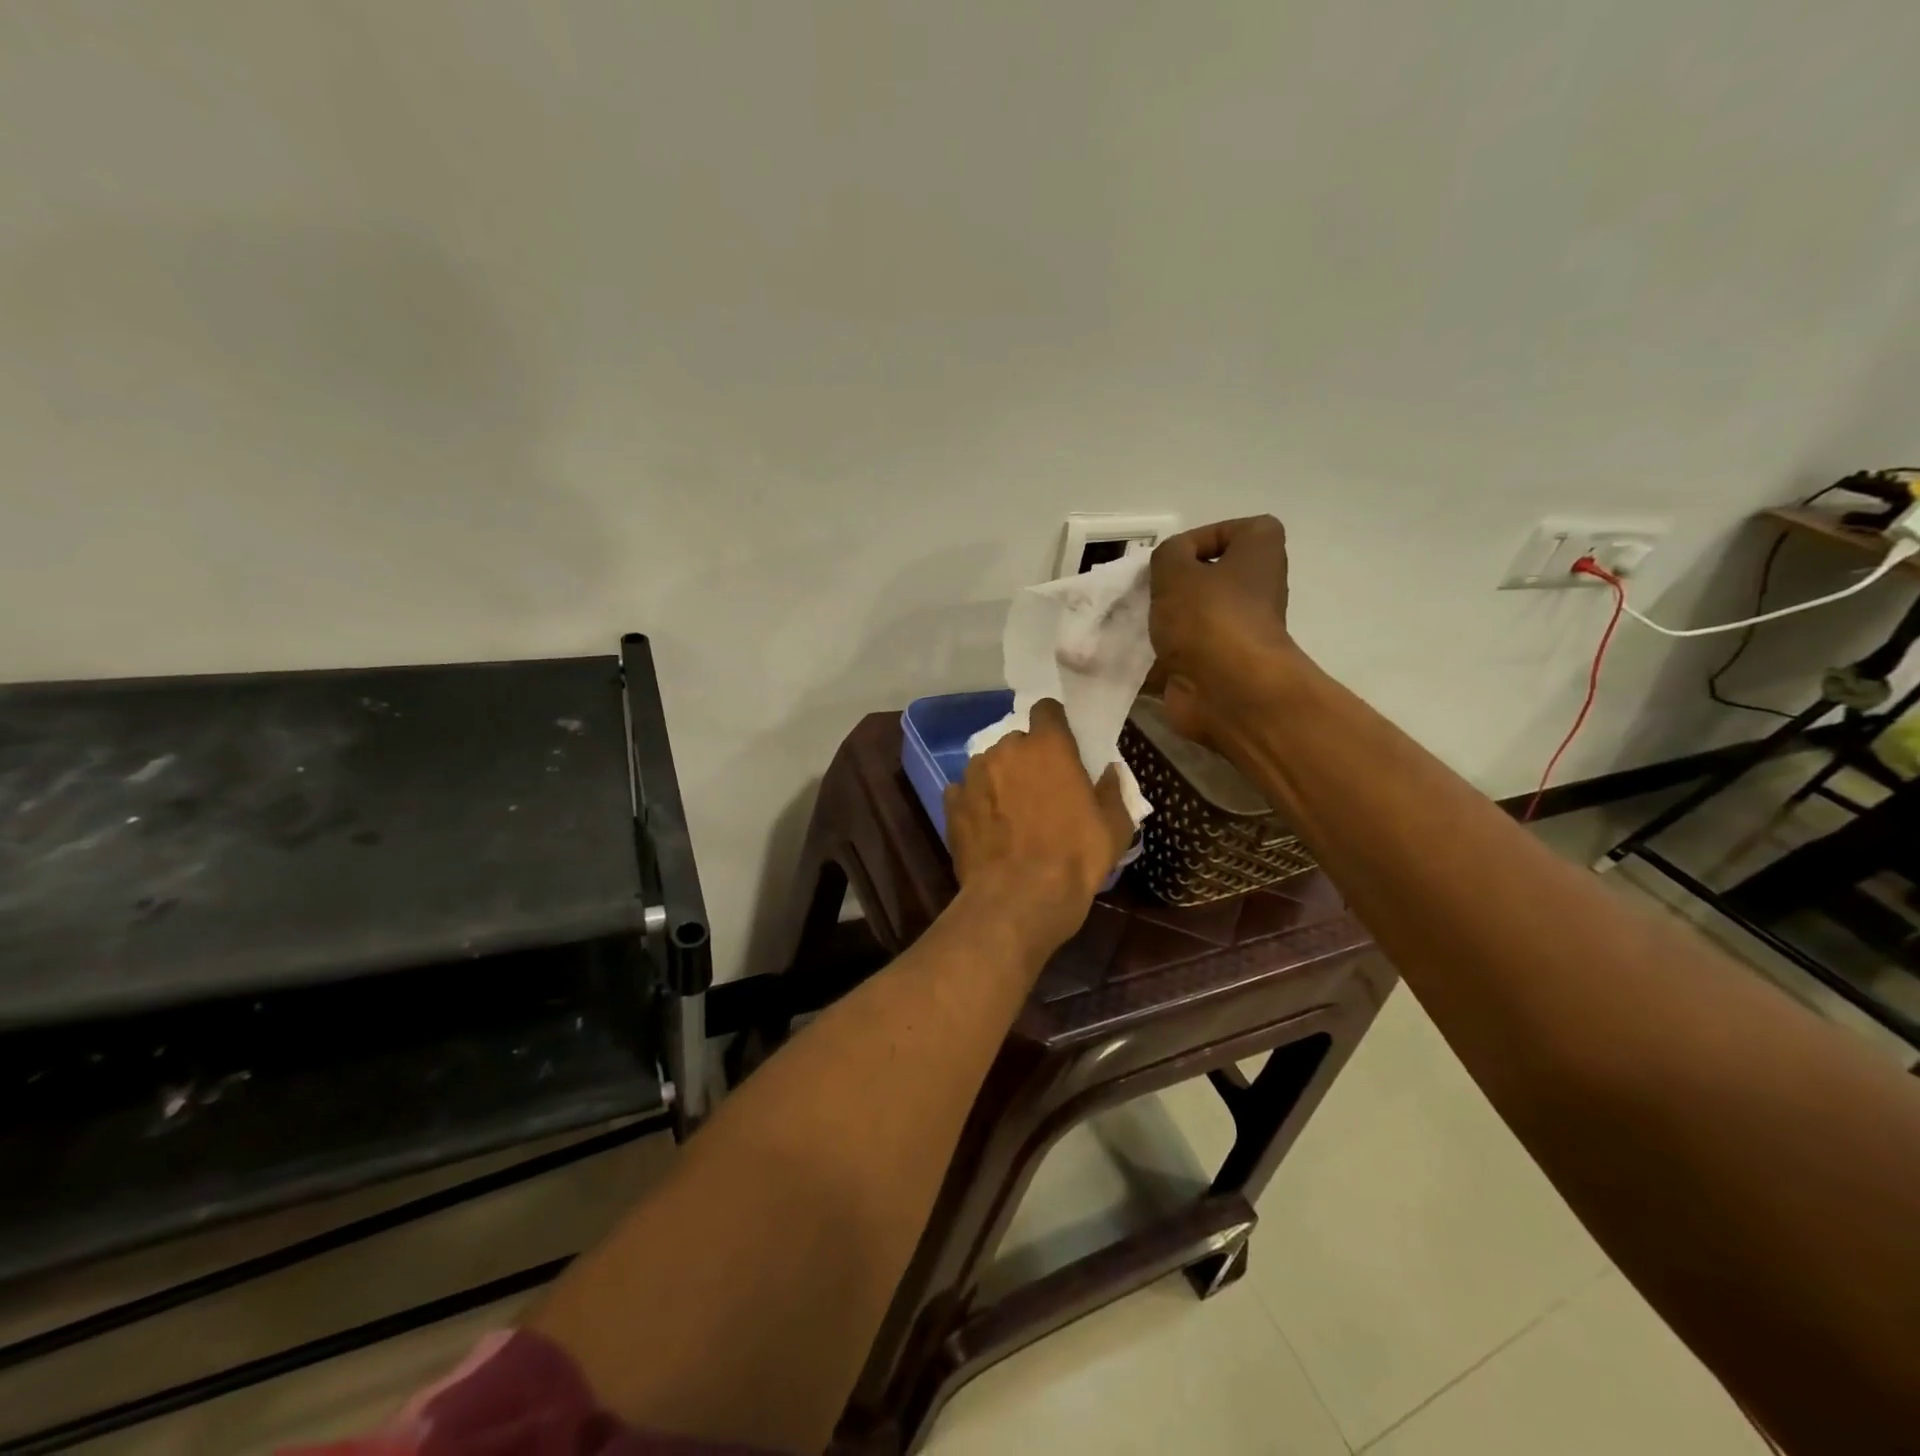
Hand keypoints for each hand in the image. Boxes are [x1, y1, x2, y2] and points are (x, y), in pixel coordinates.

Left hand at [944, 699, 1134, 953]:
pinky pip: (965, 791)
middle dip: (1027, 758)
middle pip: (1016, 741)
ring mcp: (973, 775)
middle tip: (1039, 788)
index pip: (1047, 710)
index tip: (1061, 744)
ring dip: (999, 779)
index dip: (1054, 724)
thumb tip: (1108, 771)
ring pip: (988, 765)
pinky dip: (975, 802)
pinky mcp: (951, 803)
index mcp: (1048, 747)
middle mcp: (1006, 750)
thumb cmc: (1075, 859)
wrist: (1018, 899)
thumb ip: (1111, 791)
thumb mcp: (1114, 828)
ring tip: (1010, 812)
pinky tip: (986, 827)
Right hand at [1148, 515, 1297, 745]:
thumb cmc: (1208, 617)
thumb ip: (1167, 555)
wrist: (1226, 691)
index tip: (1172, 558)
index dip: (1203, 537)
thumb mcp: (1175, 569)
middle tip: (1145, 590)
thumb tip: (1171, 565)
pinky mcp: (1217, 667)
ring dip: (1162, 620)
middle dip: (1173, 584)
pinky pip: (1183, 654)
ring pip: (1193, 618)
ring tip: (1131, 621)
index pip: (1239, 530)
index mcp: (1259, 556)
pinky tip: (1130, 654)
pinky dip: (1158, 656)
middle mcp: (1256, 591)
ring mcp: (1237, 633)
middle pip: (1210, 577)